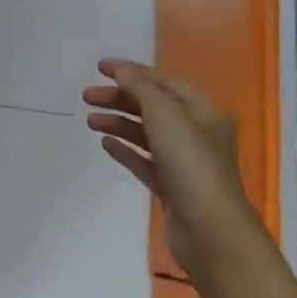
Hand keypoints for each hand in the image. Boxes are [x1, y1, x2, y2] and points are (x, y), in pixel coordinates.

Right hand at [83, 59, 265, 282]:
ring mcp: (183, 162)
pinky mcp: (170, 187)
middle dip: (120, 98)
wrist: (209, 230)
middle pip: (153, 107)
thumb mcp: (166, 115)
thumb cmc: (191, 164)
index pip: (164, 82)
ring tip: (89, 120)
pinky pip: (143, 160)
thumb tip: (121, 71)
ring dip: (118, 122)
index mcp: (203, 111)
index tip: (99, 67)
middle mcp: (195, 133)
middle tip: (87, 96)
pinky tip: (104, 143)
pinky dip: (125, 149)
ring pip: (145, 133)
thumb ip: (142, 89)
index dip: (132, 71)